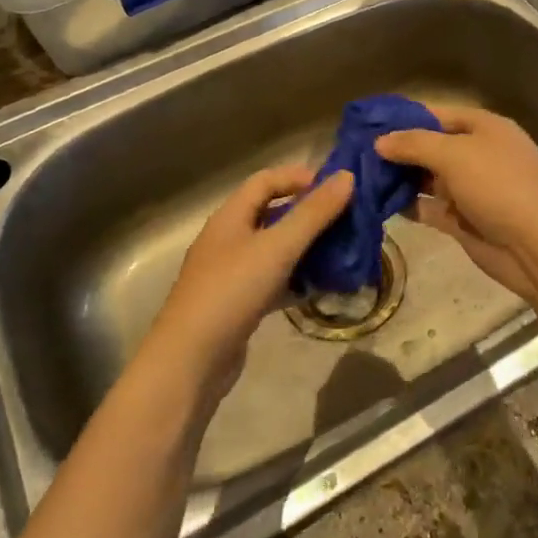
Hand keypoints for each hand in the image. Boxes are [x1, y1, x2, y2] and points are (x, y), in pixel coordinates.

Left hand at [147, 165, 353, 396]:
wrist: (190, 361)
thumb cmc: (232, 291)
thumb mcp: (277, 247)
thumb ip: (313, 212)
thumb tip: (347, 176)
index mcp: (230, 216)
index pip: (266, 180)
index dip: (300, 177)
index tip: (337, 187)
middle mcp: (228, 239)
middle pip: (272, 214)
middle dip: (309, 214)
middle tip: (346, 220)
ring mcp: (231, 274)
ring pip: (274, 250)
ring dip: (306, 248)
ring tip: (341, 253)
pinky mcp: (237, 305)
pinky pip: (272, 281)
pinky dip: (296, 280)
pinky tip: (319, 289)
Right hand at [374, 104, 537, 300]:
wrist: (537, 245)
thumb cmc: (499, 185)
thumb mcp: (455, 154)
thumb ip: (414, 144)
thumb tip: (380, 142)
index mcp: (484, 128)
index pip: (438, 114)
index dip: (405, 118)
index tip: (368, 123)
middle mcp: (477, 154)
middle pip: (431, 147)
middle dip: (397, 150)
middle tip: (354, 153)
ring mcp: (471, 189)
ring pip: (427, 178)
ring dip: (398, 178)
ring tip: (359, 177)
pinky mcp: (463, 220)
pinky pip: (429, 207)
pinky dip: (407, 205)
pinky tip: (377, 203)